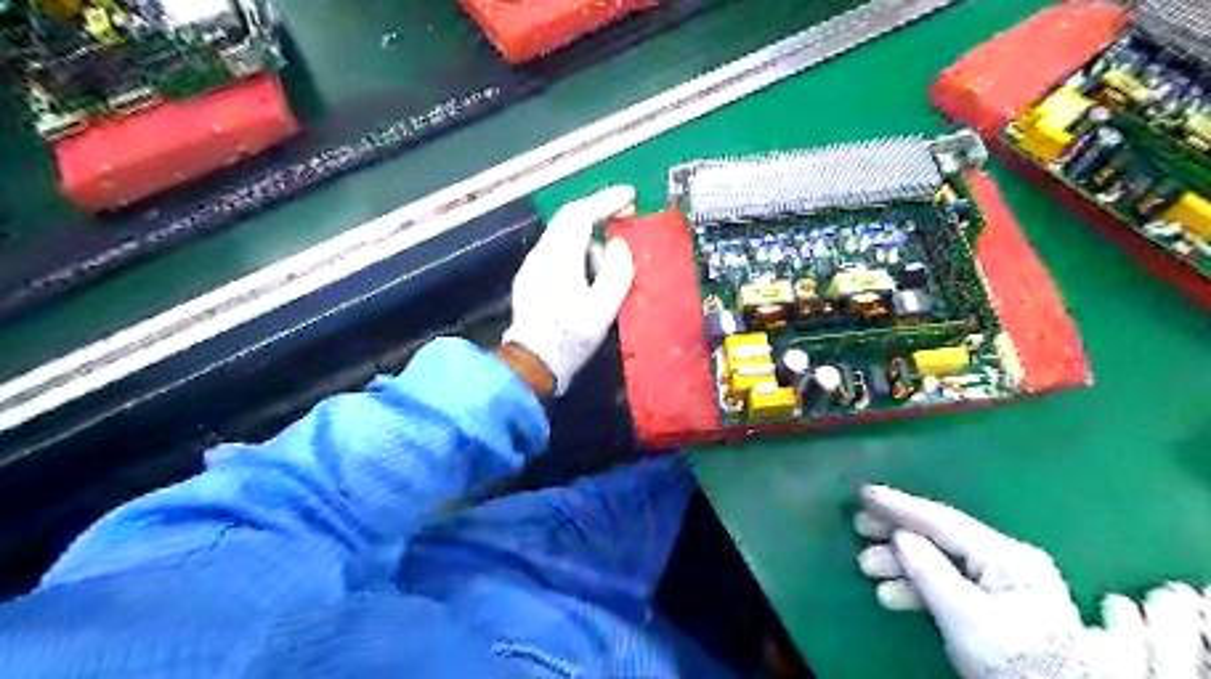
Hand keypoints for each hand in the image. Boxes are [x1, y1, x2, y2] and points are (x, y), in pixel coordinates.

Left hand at [502, 187, 636, 397]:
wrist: (532, 364)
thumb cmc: (570, 335)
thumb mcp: (604, 306)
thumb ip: (617, 270)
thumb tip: (619, 245)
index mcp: (559, 256)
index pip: (581, 214)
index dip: (606, 201)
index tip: (630, 196)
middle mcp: (541, 254)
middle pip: (569, 221)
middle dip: (598, 217)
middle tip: (623, 221)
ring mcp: (532, 267)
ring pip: (563, 238)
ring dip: (588, 242)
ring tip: (609, 266)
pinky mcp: (530, 281)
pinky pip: (557, 254)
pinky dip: (577, 254)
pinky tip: (588, 277)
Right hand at [850, 486, 1210, 678]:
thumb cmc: (1015, 660)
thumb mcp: (967, 617)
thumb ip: (930, 572)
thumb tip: (899, 536)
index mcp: (1007, 556)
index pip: (942, 520)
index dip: (900, 505)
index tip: (864, 493)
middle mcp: (1006, 560)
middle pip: (939, 536)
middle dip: (895, 532)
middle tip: (858, 527)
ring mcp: (1003, 582)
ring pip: (940, 559)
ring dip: (901, 562)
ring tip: (867, 567)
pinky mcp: (995, 604)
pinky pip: (947, 579)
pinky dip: (917, 582)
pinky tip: (892, 591)